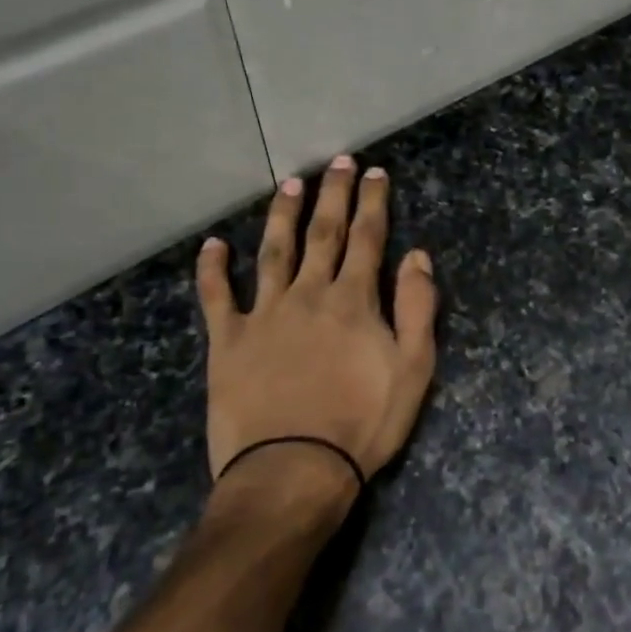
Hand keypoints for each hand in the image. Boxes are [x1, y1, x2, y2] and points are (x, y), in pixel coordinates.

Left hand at [196, 156, 437, 500]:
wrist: (293, 469)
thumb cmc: (363, 422)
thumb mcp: (414, 368)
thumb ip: (418, 307)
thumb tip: (417, 255)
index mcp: (354, 300)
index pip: (368, 238)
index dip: (373, 202)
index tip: (375, 172)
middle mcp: (309, 294)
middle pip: (323, 233)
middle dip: (333, 194)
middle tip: (337, 162)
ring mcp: (264, 314)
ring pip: (273, 251)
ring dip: (282, 215)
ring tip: (289, 184)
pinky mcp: (228, 341)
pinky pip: (217, 297)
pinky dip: (213, 270)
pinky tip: (212, 245)